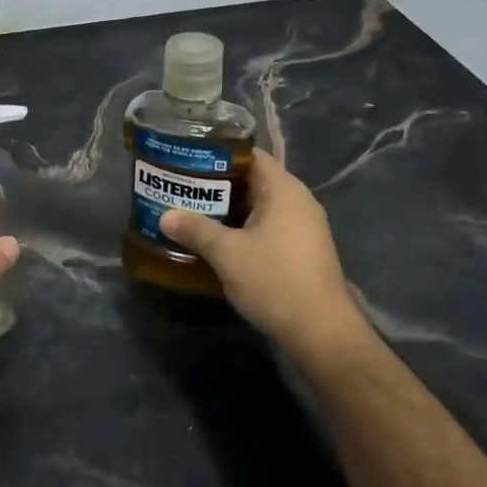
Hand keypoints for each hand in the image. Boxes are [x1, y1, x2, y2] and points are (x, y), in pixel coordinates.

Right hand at [158, 149, 369, 361]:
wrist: (320, 332)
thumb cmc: (275, 281)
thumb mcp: (227, 254)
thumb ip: (195, 230)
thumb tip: (165, 215)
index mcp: (284, 190)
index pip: (250, 155)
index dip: (218, 154)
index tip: (187, 159)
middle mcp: (297, 201)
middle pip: (252, 180)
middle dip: (217, 184)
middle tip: (181, 187)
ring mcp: (303, 227)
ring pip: (258, 207)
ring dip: (227, 210)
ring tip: (191, 212)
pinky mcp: (301, 250)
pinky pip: (267, 227)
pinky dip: (242, 229)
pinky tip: (216, 242)